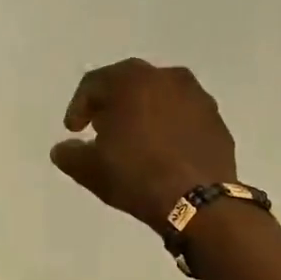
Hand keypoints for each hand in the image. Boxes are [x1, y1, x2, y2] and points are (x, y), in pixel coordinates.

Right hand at [50, 59, 238, 233]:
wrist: (199, 202)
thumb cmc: (137, 175)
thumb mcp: (90, 169)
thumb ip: (70, 154)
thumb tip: (63, 149)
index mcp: (132, 80)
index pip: (94, 84)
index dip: (78, 107)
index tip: (74, 131)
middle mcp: (166, 77)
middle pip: (130, 84)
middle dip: (113, 104)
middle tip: (102, 129)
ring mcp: (198, 97)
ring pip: (161, 97)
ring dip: (144, 113)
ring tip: (135, 140)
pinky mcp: (217, 120)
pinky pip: (184, 116)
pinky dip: (170, 127)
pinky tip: (164, 151)